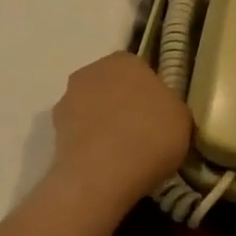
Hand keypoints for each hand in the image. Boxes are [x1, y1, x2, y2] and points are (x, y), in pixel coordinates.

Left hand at [48, 51, 191, 206]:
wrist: (102, 174)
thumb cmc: (151, 137)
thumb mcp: (182, 119)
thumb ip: (170, 106)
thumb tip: (159, 111)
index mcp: (125, 61)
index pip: (140, 70)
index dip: (150, 93)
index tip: (159, 116)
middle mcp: (92, 71)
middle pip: (111, 86)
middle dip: (122, 104)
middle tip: (142, 133)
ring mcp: (68, 99)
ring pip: (92, 108)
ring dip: (103, 123)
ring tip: (122, 154)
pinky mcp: (53, 130)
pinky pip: (79, 132)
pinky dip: (89, 144)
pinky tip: (104, 164)